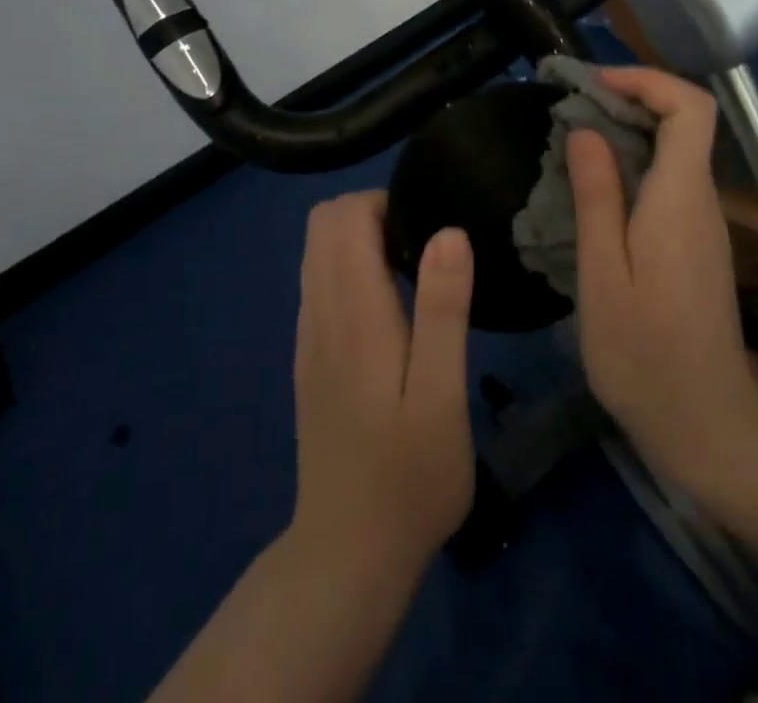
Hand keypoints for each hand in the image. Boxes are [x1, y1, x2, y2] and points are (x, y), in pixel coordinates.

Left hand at [289, 191, 475, 579]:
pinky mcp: (310, 356)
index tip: (429, 227)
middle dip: (371, 213)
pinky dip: (349, 268)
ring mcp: (309, 335)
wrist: (348, 553)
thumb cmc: (408, 476)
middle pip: (323, 223)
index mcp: (353, 313)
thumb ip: (442, 309)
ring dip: (360, 239)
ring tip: (413, 273)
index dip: (385, 203)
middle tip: (423, 248)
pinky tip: (390, 308)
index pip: (343, 216)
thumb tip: (449, 232)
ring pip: (318, 250)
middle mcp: (320, 312)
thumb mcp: (441, 395)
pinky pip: (319, 281)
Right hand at [568, 67, 757, 488]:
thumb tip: (586, 130)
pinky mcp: (696, 243)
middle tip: (570, 105)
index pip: (691, 107)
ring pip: (676, 149)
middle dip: (630, 97)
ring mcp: (704, 222)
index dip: (647, 79)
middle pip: (684, 120)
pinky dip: (635, 161)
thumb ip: (597, 196)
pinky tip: (596, 184)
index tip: (594, 83)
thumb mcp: (603, 274)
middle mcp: (702, 200)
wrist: (706, 425)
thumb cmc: (644, 353)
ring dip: (629, 129)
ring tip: (573, 137)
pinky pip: (670, 179)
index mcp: (681, 198)